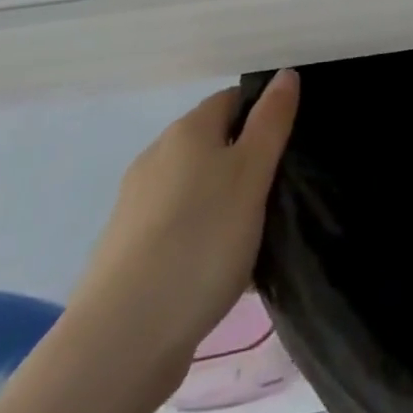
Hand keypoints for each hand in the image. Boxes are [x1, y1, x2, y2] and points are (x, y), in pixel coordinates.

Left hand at [67, 71, 299, 376]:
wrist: (122, 339)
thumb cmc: (201, 241)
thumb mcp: (252, 174)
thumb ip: (271, 122)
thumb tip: (285, 74)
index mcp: (187, 131)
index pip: (232, 99)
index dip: (263, 114)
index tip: (289, 145)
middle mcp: (156, 157)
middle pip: (212, 142)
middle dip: (245, 159)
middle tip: (279, 191)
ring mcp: (136, 204)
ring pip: (194, 186)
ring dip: (223, 199)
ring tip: (254, 233)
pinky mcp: (127, 249)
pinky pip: (177, 224)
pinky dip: (201, 233)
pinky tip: (219, 267)